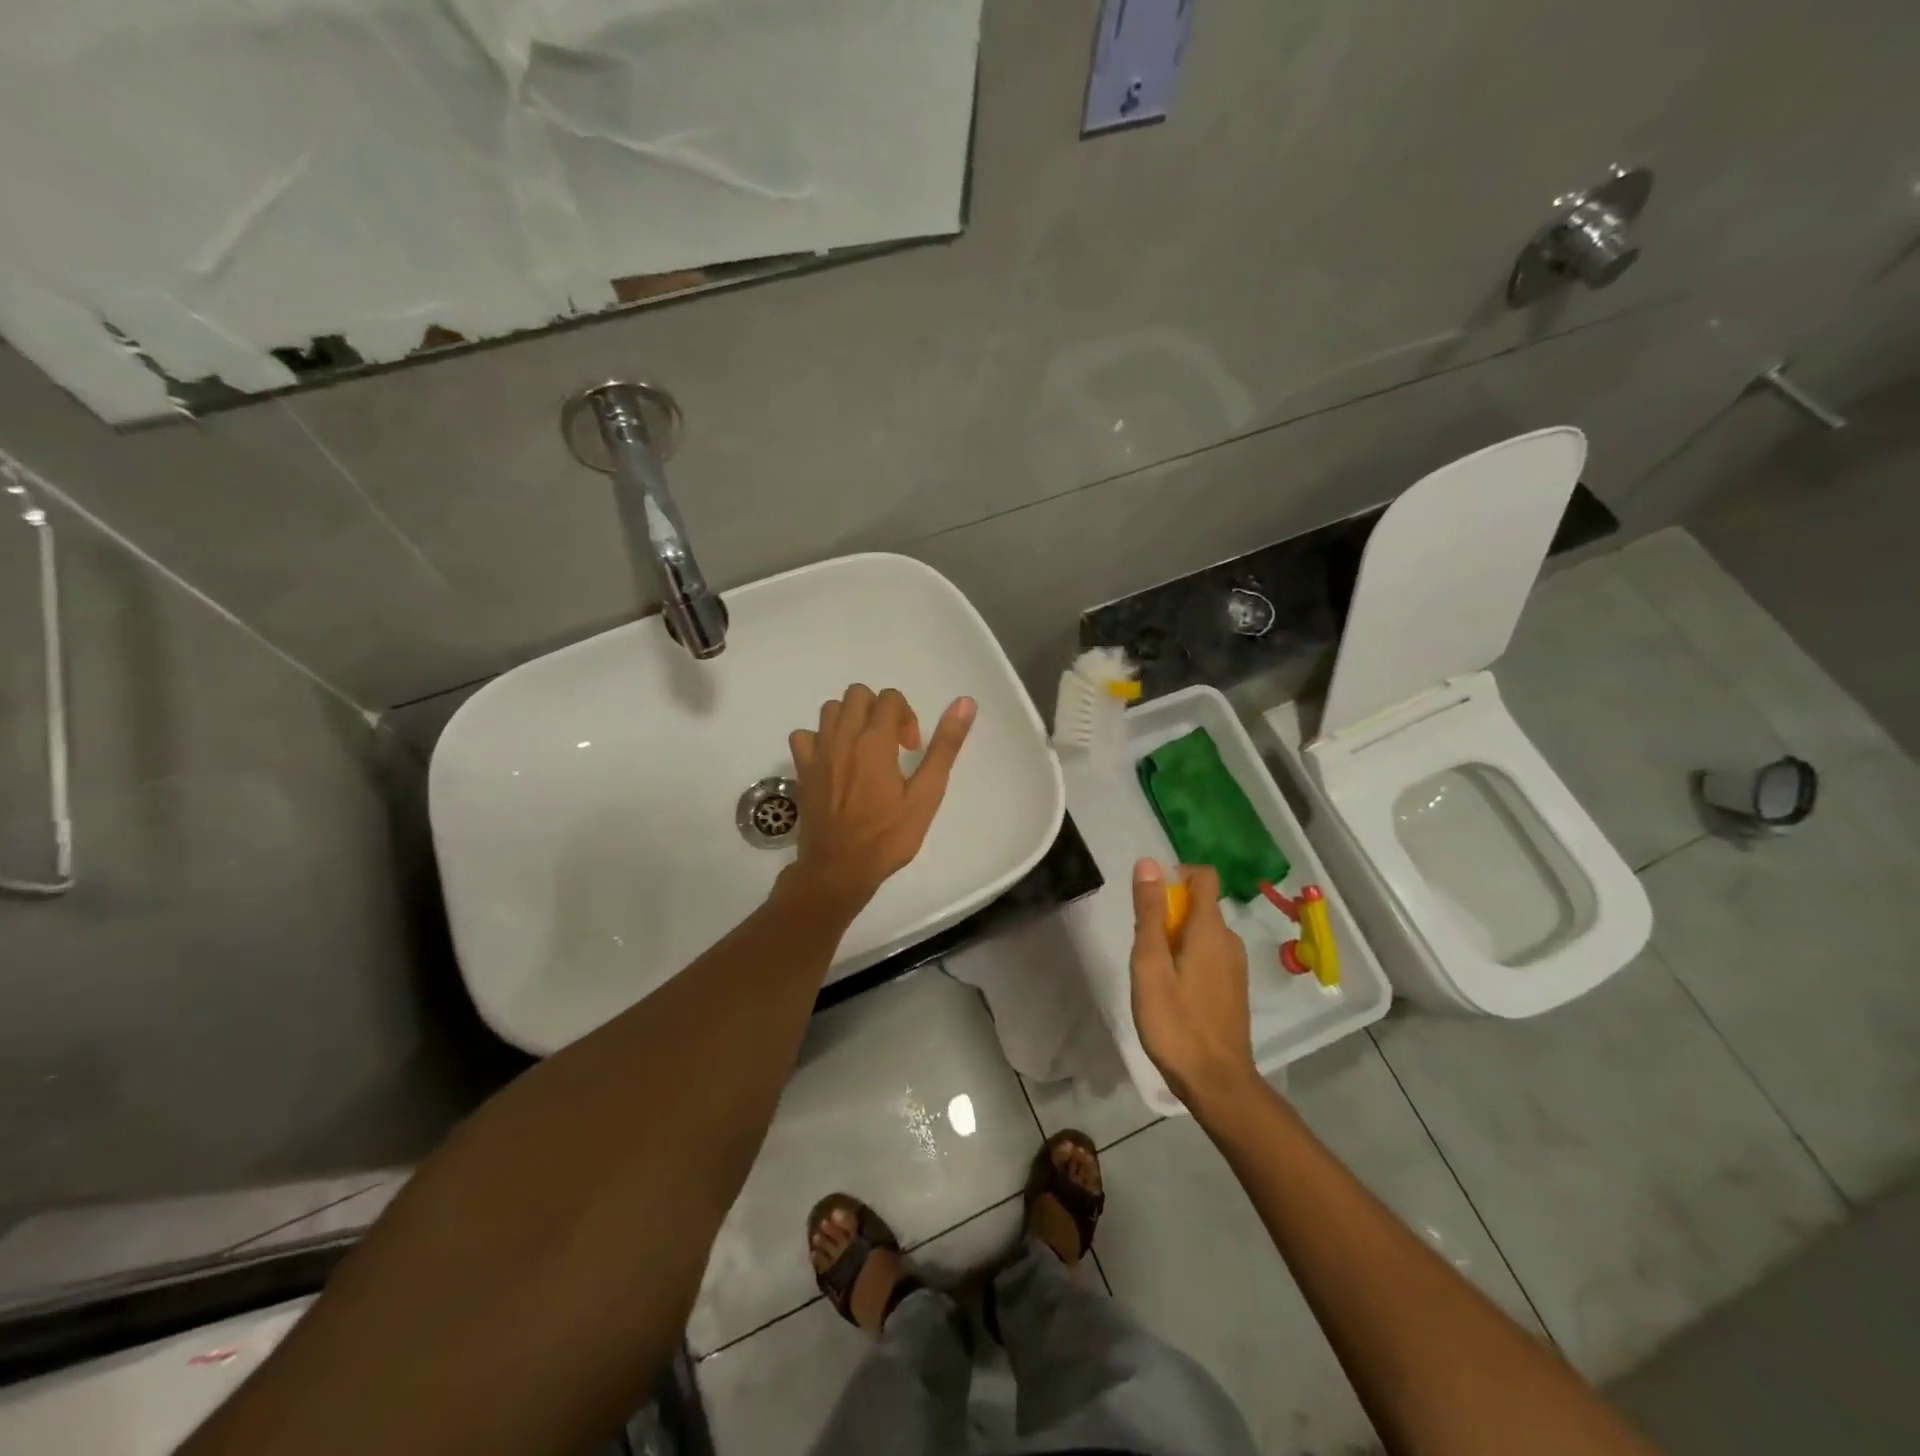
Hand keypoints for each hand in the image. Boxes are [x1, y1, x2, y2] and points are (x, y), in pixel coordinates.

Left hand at [783, 686, 974, 913]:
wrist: (838, 870)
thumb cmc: (887, 836)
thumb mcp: (926, 795)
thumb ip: (944, 746)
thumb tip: (964, 703)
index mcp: (874, 741)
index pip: (890, 698)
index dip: (907, 716)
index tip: (911, 749)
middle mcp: (842, 737)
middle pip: (857, 695)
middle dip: (879, 710)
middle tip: (891, 744)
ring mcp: (817, 752)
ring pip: (830, 710)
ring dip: (850, 719)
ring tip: (864, 749)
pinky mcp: (802, 769)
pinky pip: (804, 735)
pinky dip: (820, 739)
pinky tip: (834, 760)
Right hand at [1129, 860, 1258, 1112]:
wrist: (1217, 1083)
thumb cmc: (1176, 1022)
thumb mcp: (1150, 964)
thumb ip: (1150, 912)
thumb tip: (1149, 863)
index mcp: (1211, 930)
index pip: (1203, 877)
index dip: (1176, 876)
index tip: (1151, 900)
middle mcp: (1230, 941)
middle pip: (1200, 906)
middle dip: (1169, 915)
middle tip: (1144, 951)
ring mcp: (1236, 967)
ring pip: (1203, 933)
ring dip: (1176, 940)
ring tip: (1155, 976)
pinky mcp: (1234, 990)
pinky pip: (1209, 956)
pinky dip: (1188, 959)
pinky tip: (1173, 994)